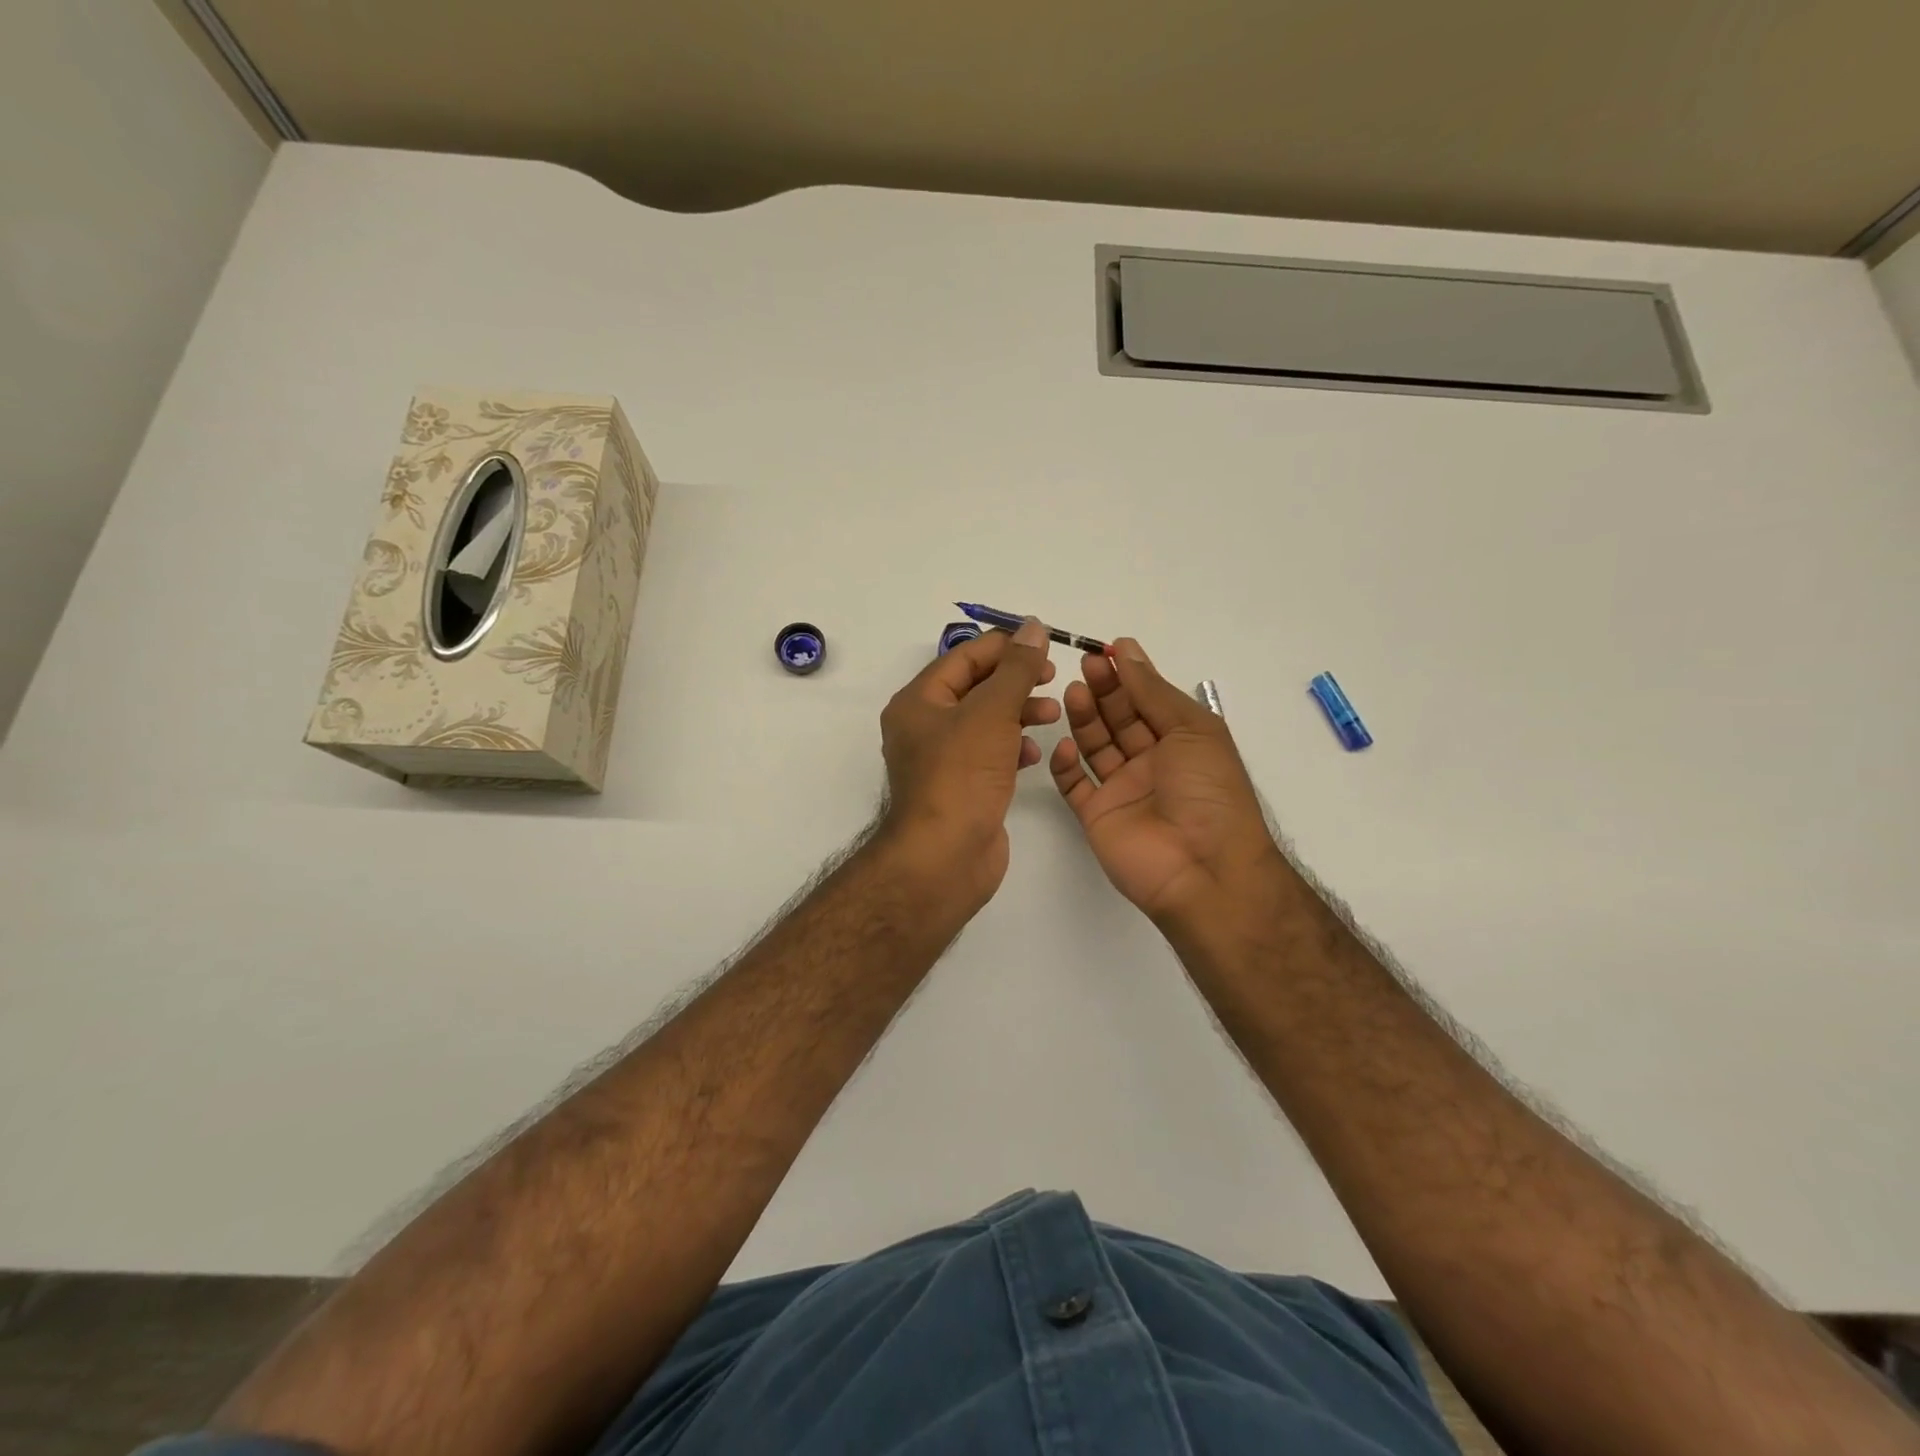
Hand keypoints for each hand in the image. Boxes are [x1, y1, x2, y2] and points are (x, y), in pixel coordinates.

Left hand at [877, 619, 1058, 905]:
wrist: (944, 857)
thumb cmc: (961, 776)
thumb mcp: (991, 712)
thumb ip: (1016, 669)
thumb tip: (1034, 627)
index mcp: (918, 701)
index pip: (963, 657)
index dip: (1004, 646)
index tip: (1044, 645)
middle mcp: (924, 727)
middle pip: (974, 688)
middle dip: (1015, 680)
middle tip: (1052, 678)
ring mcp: (942, 760)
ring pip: (985, 722)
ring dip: (1018, 713)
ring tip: (1051, 715)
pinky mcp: (960, 788)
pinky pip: (988, 755)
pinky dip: (1012, 748)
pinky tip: (1034, 755)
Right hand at [1049, 639, 1283, 925]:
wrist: (1204, 868)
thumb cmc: (1208, 791)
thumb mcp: (1192, 729)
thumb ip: (1153, 691)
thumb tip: (1126, 651)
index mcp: (1180, 742)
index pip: (1148, 701)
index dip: (1129, 676)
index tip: (1107, 650)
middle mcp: (1150, 763)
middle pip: (1119, 720)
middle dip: (1104, 691)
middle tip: (1086, 665)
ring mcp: (1122, 790)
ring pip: (1095, 747)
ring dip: (1084, 719)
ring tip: (1074, 693)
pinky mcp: (1097, 816)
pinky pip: (1074, 785)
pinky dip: (1065, 765)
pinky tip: (1063, 745)